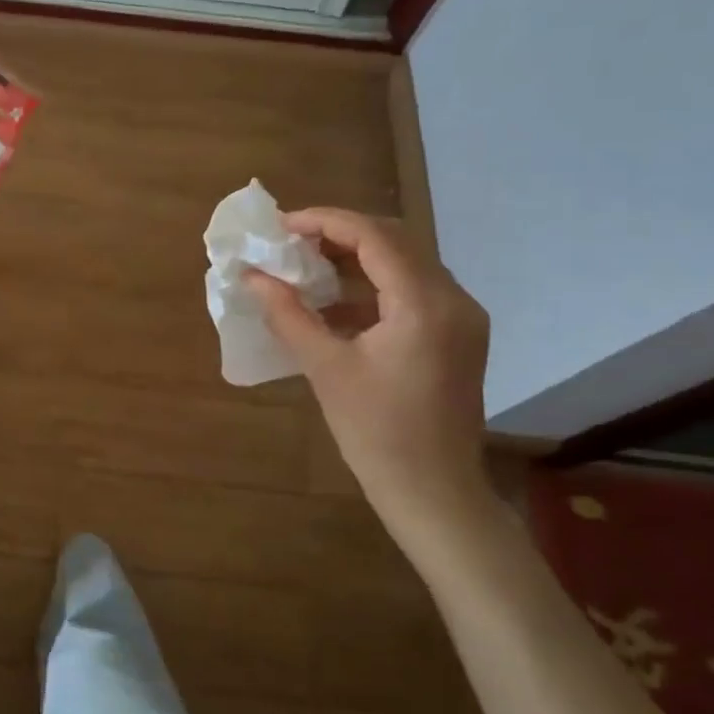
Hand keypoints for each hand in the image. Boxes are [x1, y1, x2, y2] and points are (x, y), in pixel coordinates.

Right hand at [246, 208, 489, 518]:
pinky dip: (373, 285)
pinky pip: (413, 290)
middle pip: (395, 241)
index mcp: (425, 304)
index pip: (374, 236)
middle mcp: (454, 299)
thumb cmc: (376, 432)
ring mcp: (461, 318)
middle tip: (291, 243)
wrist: (433, 491)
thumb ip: (287, 314)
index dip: (324, 221)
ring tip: (307, 266)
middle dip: (339, 234)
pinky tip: (335, 303)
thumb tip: (252, 277)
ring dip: (356, 258)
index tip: (281, 227)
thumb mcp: (325, 368)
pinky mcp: (457, 336)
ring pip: (406, 263)